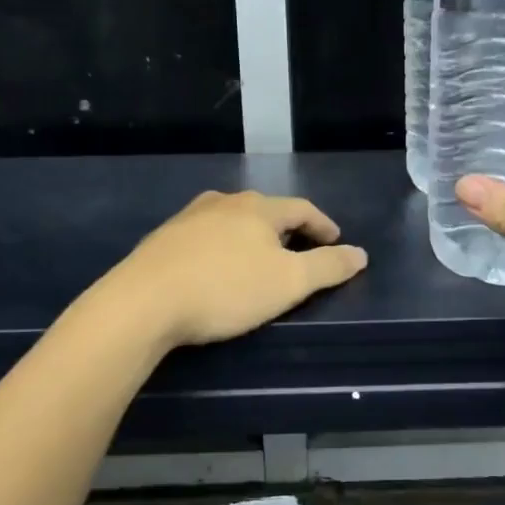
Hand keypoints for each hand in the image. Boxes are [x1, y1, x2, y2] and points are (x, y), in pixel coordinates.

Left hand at [110, 190, 367, 347]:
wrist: (144, 302)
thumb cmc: (226, 289)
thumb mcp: (288, 283)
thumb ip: (328, 267)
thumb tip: (360, 253)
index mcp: (259, 208)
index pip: (302, 209)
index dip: (323, 225)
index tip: (336, 240)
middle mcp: (225, 203)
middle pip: (266, 210)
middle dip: (287, 229)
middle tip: (300, 250)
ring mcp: (190, 218)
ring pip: (232, 220)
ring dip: (252, 236)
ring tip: (260, 256)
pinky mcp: (164, 239)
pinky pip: (206, 236)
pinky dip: (223, 246)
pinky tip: (217, 266)